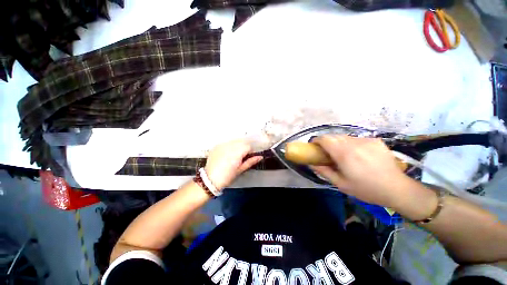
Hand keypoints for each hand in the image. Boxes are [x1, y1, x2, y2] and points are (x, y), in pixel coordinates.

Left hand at [205, 140, 262, 189]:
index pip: (248, 146)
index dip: (250, 151)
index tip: (249, 156)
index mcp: (236, 153)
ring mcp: (222, 145)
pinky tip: (227, 153)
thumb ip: (250, 161)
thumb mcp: (240, 170)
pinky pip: (226, 143)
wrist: (209, 179)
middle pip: (242, 142)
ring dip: (237, 146)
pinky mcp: (216, 146)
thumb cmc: (227, 177)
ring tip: (235, 155)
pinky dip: (230, 146)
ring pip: (234, 141)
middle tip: (243, 156)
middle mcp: (229, 146)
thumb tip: (260, 157)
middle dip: (244, 147)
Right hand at [311, 135, 411, 207]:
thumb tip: (311, 164)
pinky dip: (351, 144)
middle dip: (327, 142)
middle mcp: (354, 143)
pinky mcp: (375, 140)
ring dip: (339, 143)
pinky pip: (356, 139)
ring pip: (344, 137)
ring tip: (343, 155)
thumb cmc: (366, 189)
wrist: (397, 189)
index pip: (325, 139)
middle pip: (333, 136)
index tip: (314, 147)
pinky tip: (358, 155)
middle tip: (327, 153)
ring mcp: (366, 140)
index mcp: (344, 154)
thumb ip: (323, 171)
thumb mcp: (340, 184)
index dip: (317, 140)